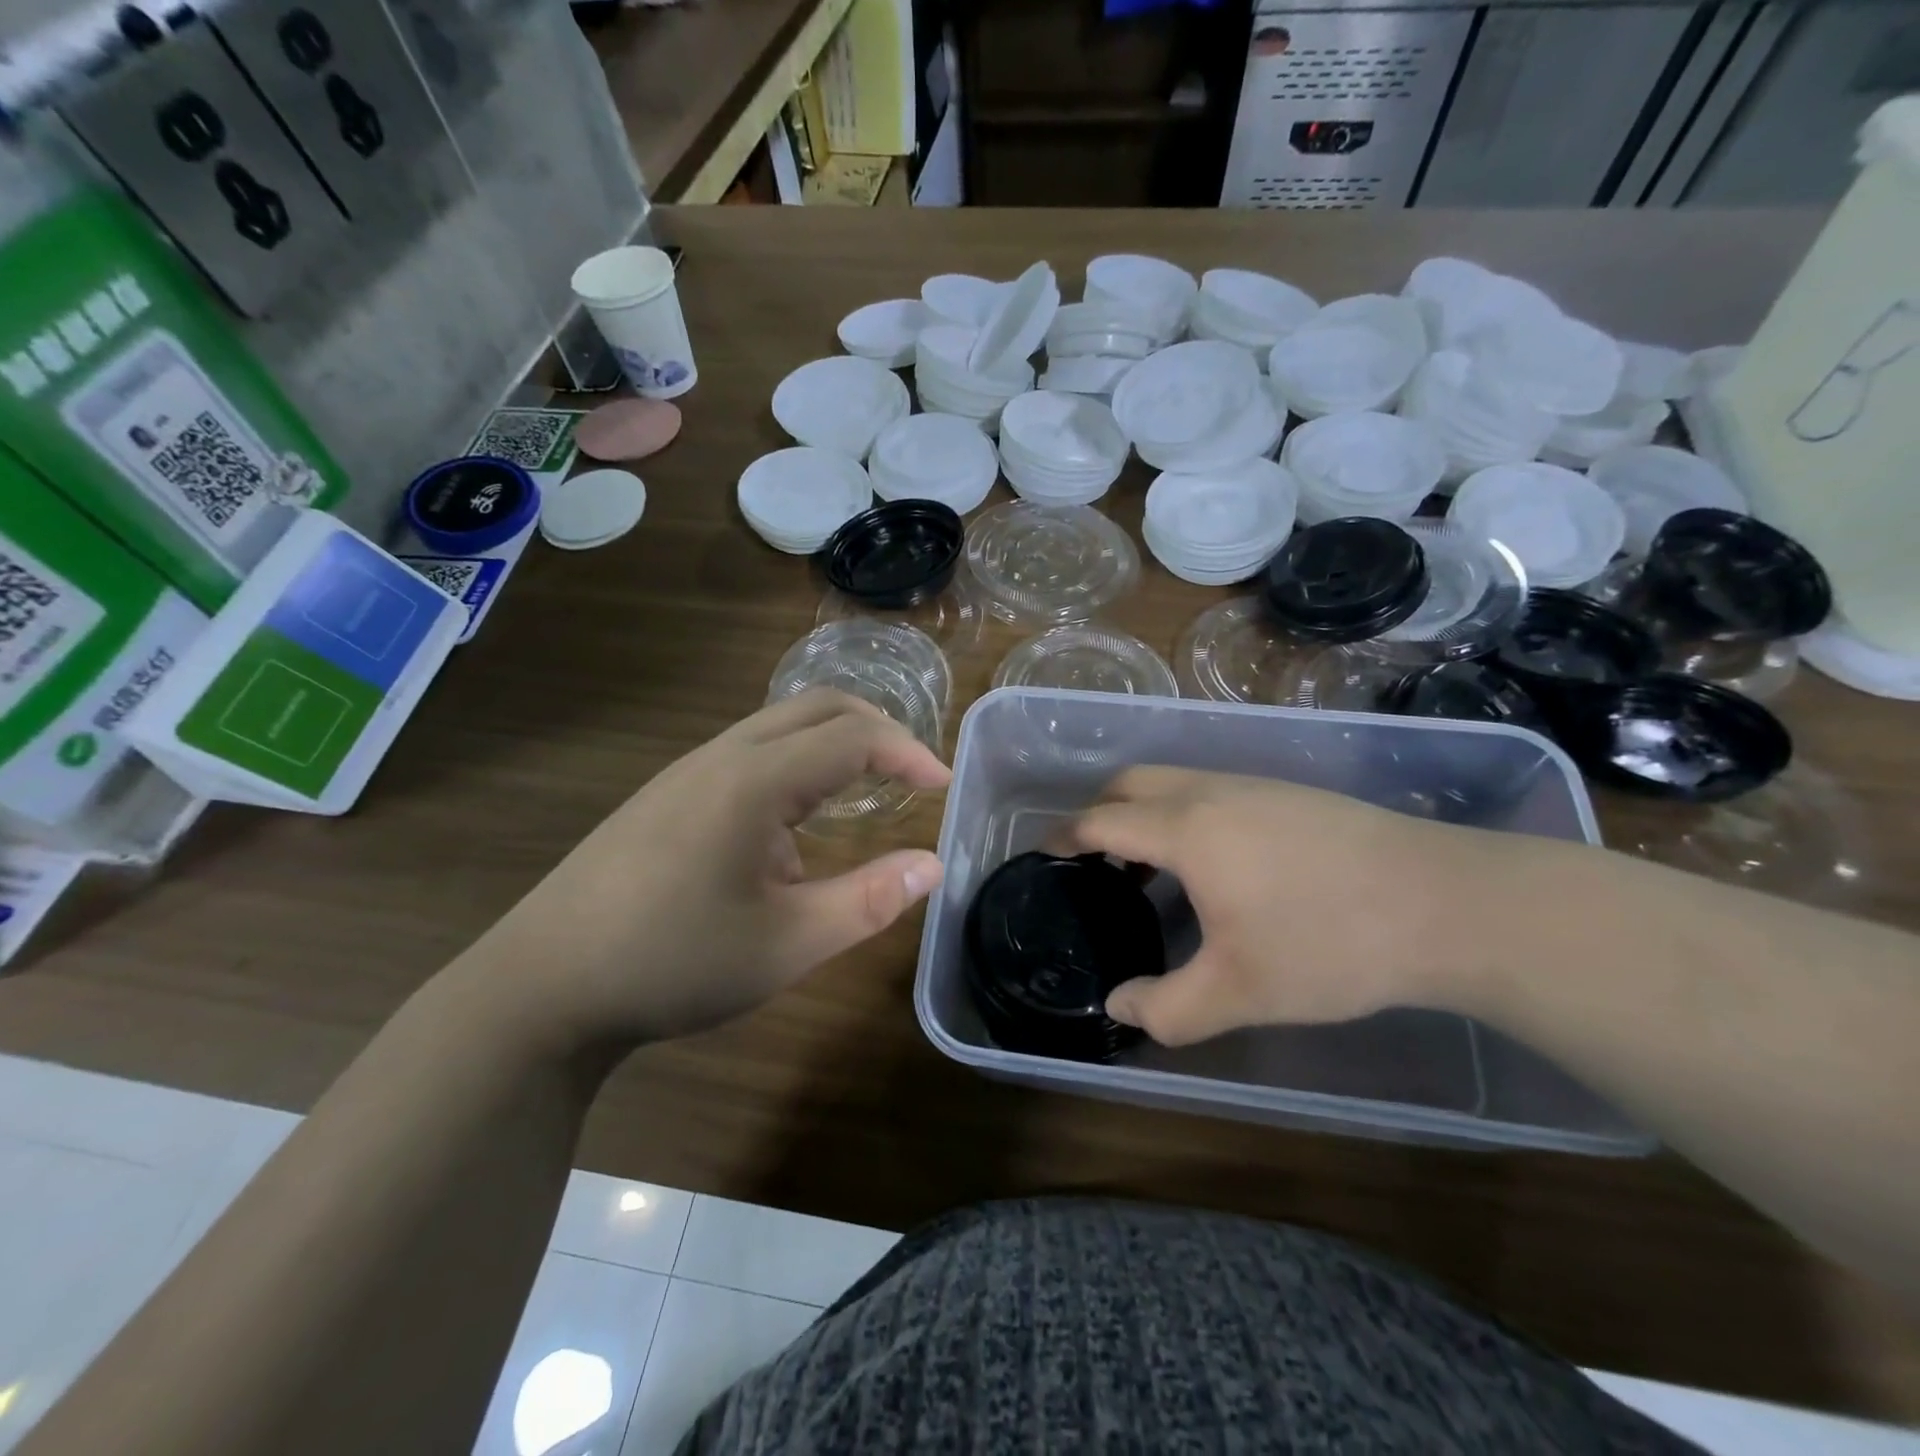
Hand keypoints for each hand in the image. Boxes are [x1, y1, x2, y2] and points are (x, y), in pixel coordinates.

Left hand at [468, 689, 949, 1048]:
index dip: (909, 753)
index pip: (854, 737)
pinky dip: (795, 765)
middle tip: (913, 772)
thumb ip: (869, 900)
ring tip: (864, 792)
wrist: (542, 986)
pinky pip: (748, 754)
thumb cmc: (674, 963)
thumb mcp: (788, 943)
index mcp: (756, 780)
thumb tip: (932, 865)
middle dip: (877, 728)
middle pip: (817, 707)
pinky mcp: (666, 794)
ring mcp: (687, 771)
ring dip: (833, 744)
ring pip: (779, 726)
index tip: (944, 787)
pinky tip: (791, 831)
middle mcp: (723, 756)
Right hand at [1061, 767, 1524, 1045]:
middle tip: (1094, 860)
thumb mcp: (1240, 991)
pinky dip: (1184, 812)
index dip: (1065, 836)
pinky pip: (1211, 788)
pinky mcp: (1290, 793)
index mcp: (1185, 829)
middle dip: (1099, 812)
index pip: (1102, 820)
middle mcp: (1211, 792)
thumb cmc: (1328, 943)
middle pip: (1131, 782)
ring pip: (1174, 780)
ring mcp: (1255, 785)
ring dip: (1145, 811)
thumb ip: (1167, 1007)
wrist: (1446, 903)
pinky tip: (1216, 863)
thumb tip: (1118, 1008)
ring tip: (1151, 867)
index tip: (1045, 857)